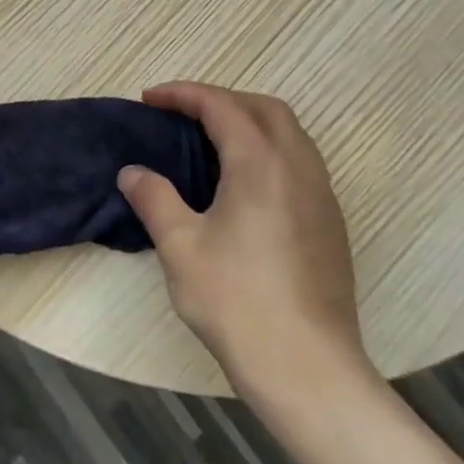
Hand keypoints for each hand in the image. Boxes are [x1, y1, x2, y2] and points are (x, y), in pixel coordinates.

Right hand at [118, 82, 371, 404]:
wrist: (307, 369)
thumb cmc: (236, 301)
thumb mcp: (180, 246)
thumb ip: (154, 198)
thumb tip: (133, 173)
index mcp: (260, 164)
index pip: (221, 106)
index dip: (183, 94)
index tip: (149, 99)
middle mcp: (298, 168)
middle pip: (265, 108)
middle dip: (222, 99)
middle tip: (182, 114)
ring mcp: (322, 196)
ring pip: (289, 134)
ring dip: (250, 122)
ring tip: (210, 142)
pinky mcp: (331, 224)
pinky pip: (300, 162)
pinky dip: (269, 150)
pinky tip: (244, 184)